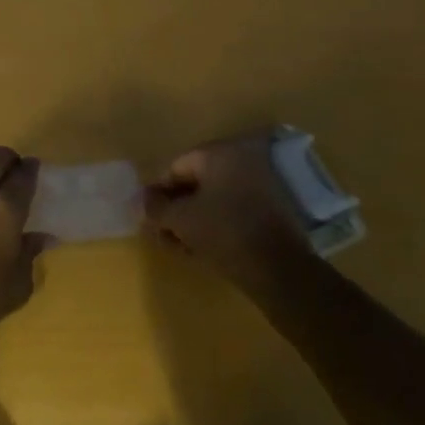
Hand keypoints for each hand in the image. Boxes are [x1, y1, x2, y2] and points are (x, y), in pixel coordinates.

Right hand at [144, 132, 312, 288]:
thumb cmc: (225, 233)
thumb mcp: (182, 220)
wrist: (281, 271)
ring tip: (179, 246)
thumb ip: (157, 208)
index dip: (158, 191)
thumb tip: (143, 201)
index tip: (148, 216)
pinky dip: (215, 224)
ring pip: (215, 198)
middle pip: (197, 182)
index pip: (177, 166)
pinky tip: (202, 248)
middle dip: (176, 208)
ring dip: (193, 219)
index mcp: (221, 153)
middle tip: (162, 233)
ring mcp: (261, 184)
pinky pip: (233, 210)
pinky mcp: (272, 209)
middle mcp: (243, 160)